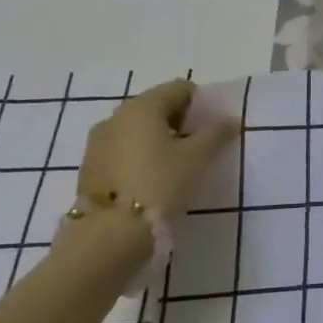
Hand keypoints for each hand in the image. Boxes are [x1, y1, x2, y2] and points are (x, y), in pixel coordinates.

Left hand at [77, 79, 243, 217]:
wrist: (109, 233)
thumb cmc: (159, 184)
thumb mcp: (197, 158)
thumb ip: (216, 134)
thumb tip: (232, 120)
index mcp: (143, 106)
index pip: (179, 89)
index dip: (200, 104)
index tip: (211, 128)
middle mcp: (116, 116)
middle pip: (156, 106)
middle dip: (179, 121)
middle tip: (196, 147)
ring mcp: (98, 141)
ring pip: (136, 129)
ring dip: (157, 139)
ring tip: (174, 166)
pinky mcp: (90, 166)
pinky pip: (121, 149)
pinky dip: (138, 155)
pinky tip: (149, 179)